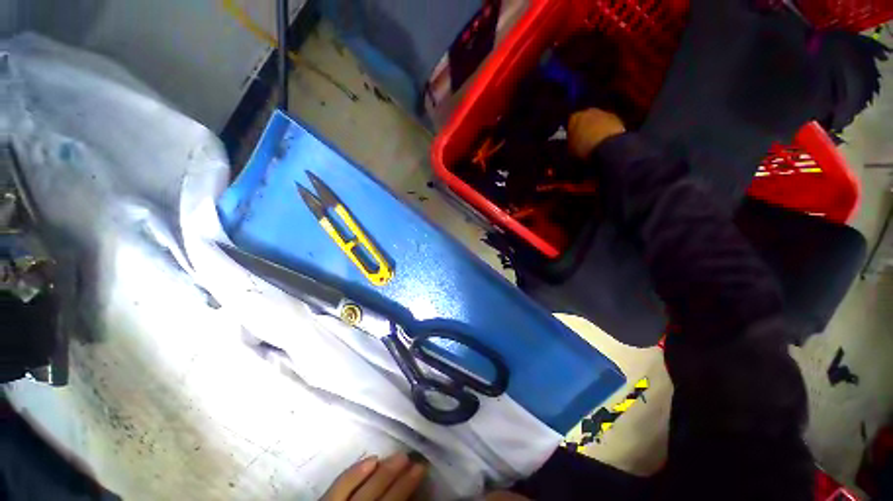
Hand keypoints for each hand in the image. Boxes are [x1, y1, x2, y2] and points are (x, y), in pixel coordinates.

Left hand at [323, 453, 426, 500]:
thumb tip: (413, 498)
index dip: (408, 490)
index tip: (421, 471)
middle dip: (400, 481)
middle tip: (415, 460)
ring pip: (364, 491)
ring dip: (384, 473)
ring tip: (400, 456)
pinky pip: (340, 487)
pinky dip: (357, 472)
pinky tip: (372, 459)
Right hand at [567, 108, 625, 159]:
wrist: (608, 147)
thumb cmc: (584, 149)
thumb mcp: (571, 150)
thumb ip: (571, 142)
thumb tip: (573, 142)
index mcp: (574, 118)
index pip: (571, 122)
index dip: (572, 132)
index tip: (574, 140)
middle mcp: (588, 111)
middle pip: (585, 118)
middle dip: (586, 127)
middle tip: (585, 140)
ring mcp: (604, 113)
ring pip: (598, 120)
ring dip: (597, 128)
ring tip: (597, 142)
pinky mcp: (617, 118)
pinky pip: (609, 124)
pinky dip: (607, 130)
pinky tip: (606, 141)